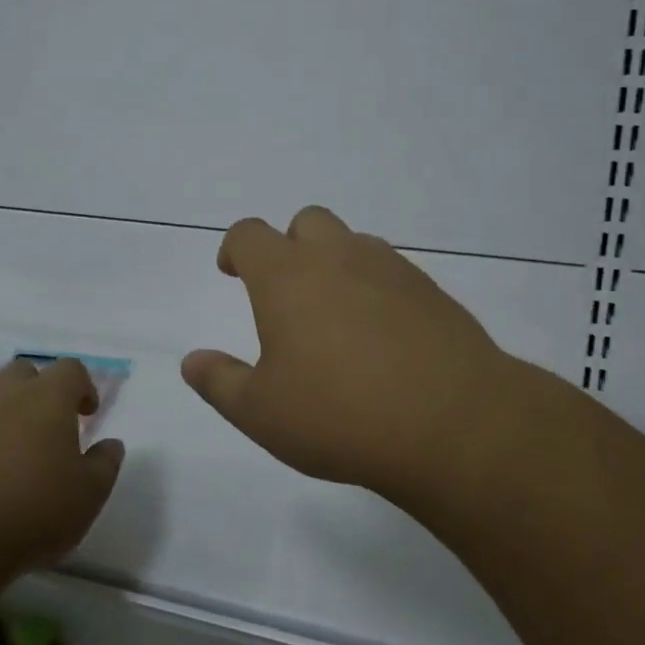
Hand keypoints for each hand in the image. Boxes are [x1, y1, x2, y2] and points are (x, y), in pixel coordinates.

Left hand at [0, 357, 123, 588]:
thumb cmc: (31, 512)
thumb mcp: (87, 496)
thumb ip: (104, 464)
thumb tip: (111, 444)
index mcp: (48, 398)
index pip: (71, 370)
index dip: (82, 387)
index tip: (86, 413)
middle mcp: (3, 392)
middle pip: (24, 371)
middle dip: (37, 390)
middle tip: (44, 426)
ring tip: (3, 445)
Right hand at [181, 205, 536, 505]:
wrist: (452, 423)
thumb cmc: (339, 415)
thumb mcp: (261, 412)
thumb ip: (220, 382)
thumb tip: (192, 361)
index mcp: (287, 276)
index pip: (250, 234)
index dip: (235, 248)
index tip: (232, 272)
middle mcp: (337, 257)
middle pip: (306, 222)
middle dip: (289, 246)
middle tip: (287, 293)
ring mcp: (390, 269)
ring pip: (353, 243)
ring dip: (335, 264)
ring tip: (336, 317)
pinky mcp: (431, 290)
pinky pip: (391, 271)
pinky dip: (376, 288)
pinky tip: (382, 336)